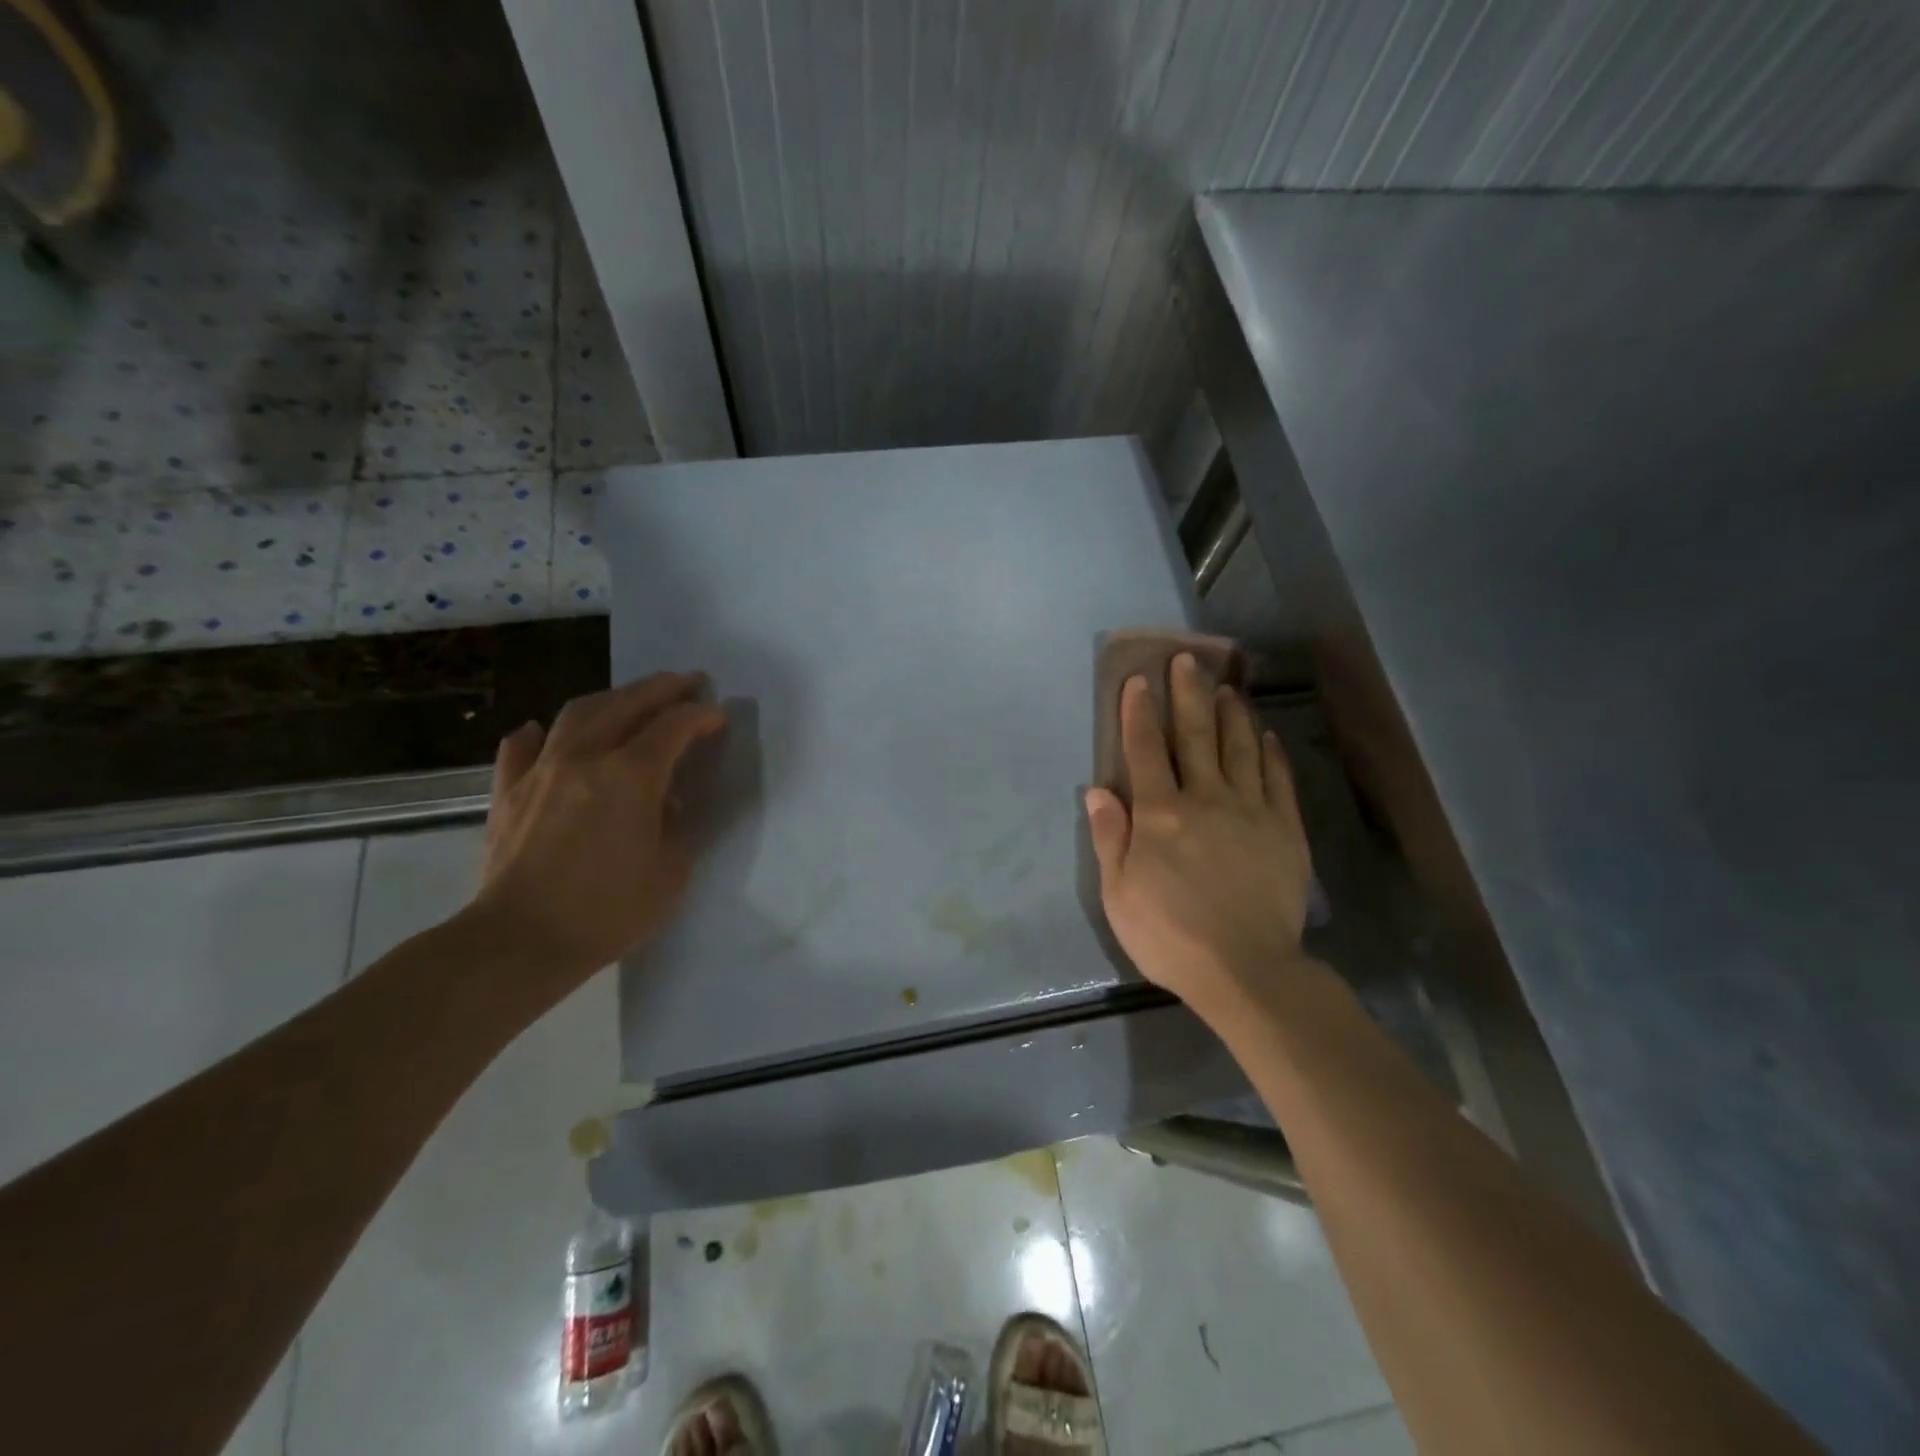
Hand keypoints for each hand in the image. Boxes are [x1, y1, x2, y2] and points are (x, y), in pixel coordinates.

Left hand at [471, 672, 726, 981]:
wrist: (520, 942)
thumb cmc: (607, 911)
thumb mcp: (670, 871)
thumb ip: (676, 824)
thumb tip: (667, 800)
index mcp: (630, 776)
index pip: (674, 727)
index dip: (701, 716)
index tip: (719, 714)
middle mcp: (584, 758)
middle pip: (627, 704)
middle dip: (663, 688)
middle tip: (688, 682)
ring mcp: (540, 771)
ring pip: (577, 713)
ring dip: (612, 698)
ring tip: (631, 698)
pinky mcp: (507, 792)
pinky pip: (521, 747)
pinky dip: (540, 733)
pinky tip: (544, 731)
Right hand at [1085, 653, 1313, 1008]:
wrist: (1245, 970)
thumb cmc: (1169, 934)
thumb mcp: (1118, 893)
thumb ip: (1110, 837)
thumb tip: (1098, 790)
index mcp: (1160, 814)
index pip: (1145, 751)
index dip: (1139, 713)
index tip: (1138, 680)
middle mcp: (1205, 799)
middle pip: (1196, 736)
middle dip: (1188, 695)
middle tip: (1187, 660)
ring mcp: (1251, 811)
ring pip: (1240, 748)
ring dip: (1231, 713)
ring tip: (1226, 686)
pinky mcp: (1285, 829)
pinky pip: (1277, 780)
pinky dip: (1270, 753)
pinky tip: (1266, 735)